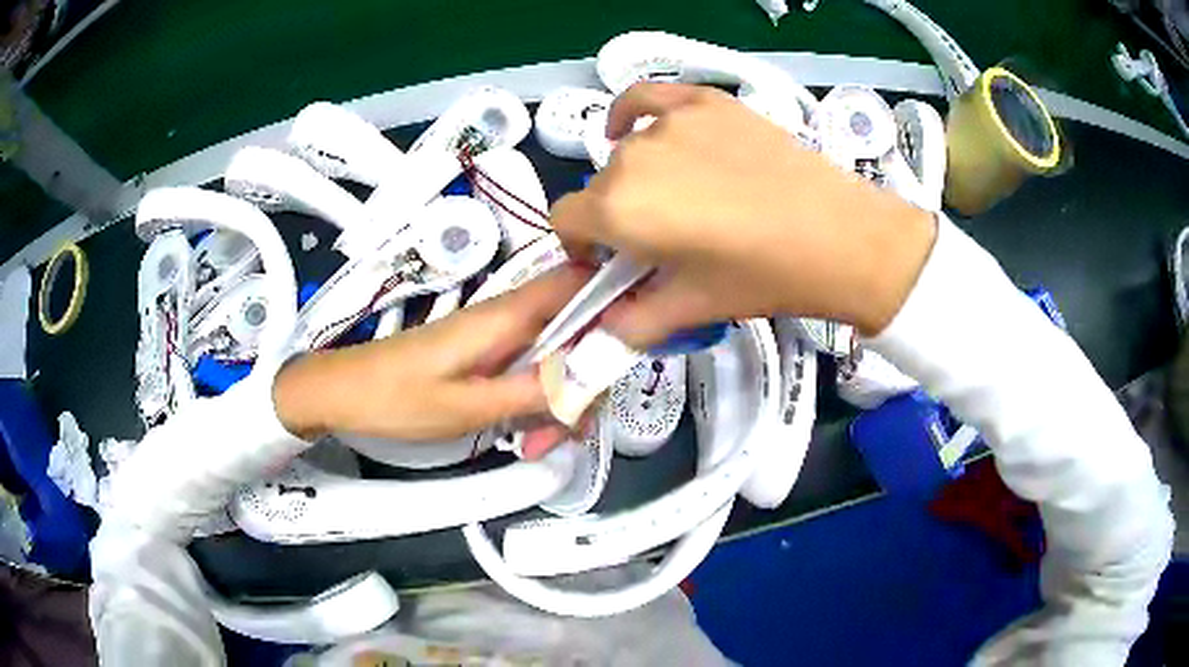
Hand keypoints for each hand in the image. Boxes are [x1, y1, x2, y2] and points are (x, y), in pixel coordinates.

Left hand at [274, 265, 589, 441]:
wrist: (341, 393)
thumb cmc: (395, 398)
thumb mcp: (466, 406)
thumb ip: (530, 393)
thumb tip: (587, 381)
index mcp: (504, 317)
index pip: (576, 284)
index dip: (614, 302)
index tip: (628, 351)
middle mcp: (506, 318)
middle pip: (574, 331)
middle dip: (584, 380)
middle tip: (568, 430)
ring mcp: (495, 338)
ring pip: (553, 357)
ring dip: (558, 400)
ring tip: (536, 446)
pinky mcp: (483, 357)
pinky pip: (526, 372)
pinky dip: (534, 403)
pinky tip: (521, 439)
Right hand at [550, 83, 937, 346]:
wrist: (839, 235)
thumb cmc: (764, 276)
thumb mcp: (694, 307)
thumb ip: (634, 322)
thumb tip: (605, 328)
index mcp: (620, 209)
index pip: (564, 220)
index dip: (581, 245)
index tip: (612, 261)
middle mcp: (633, 157)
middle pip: (599, 188)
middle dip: (616, 217)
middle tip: (662, 239)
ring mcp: (671, 122)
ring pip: (626, 151)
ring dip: (636, 176)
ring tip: (680, 195)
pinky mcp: (705, 102)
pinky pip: (648, 99)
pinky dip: (633, 114)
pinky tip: (635, 128)